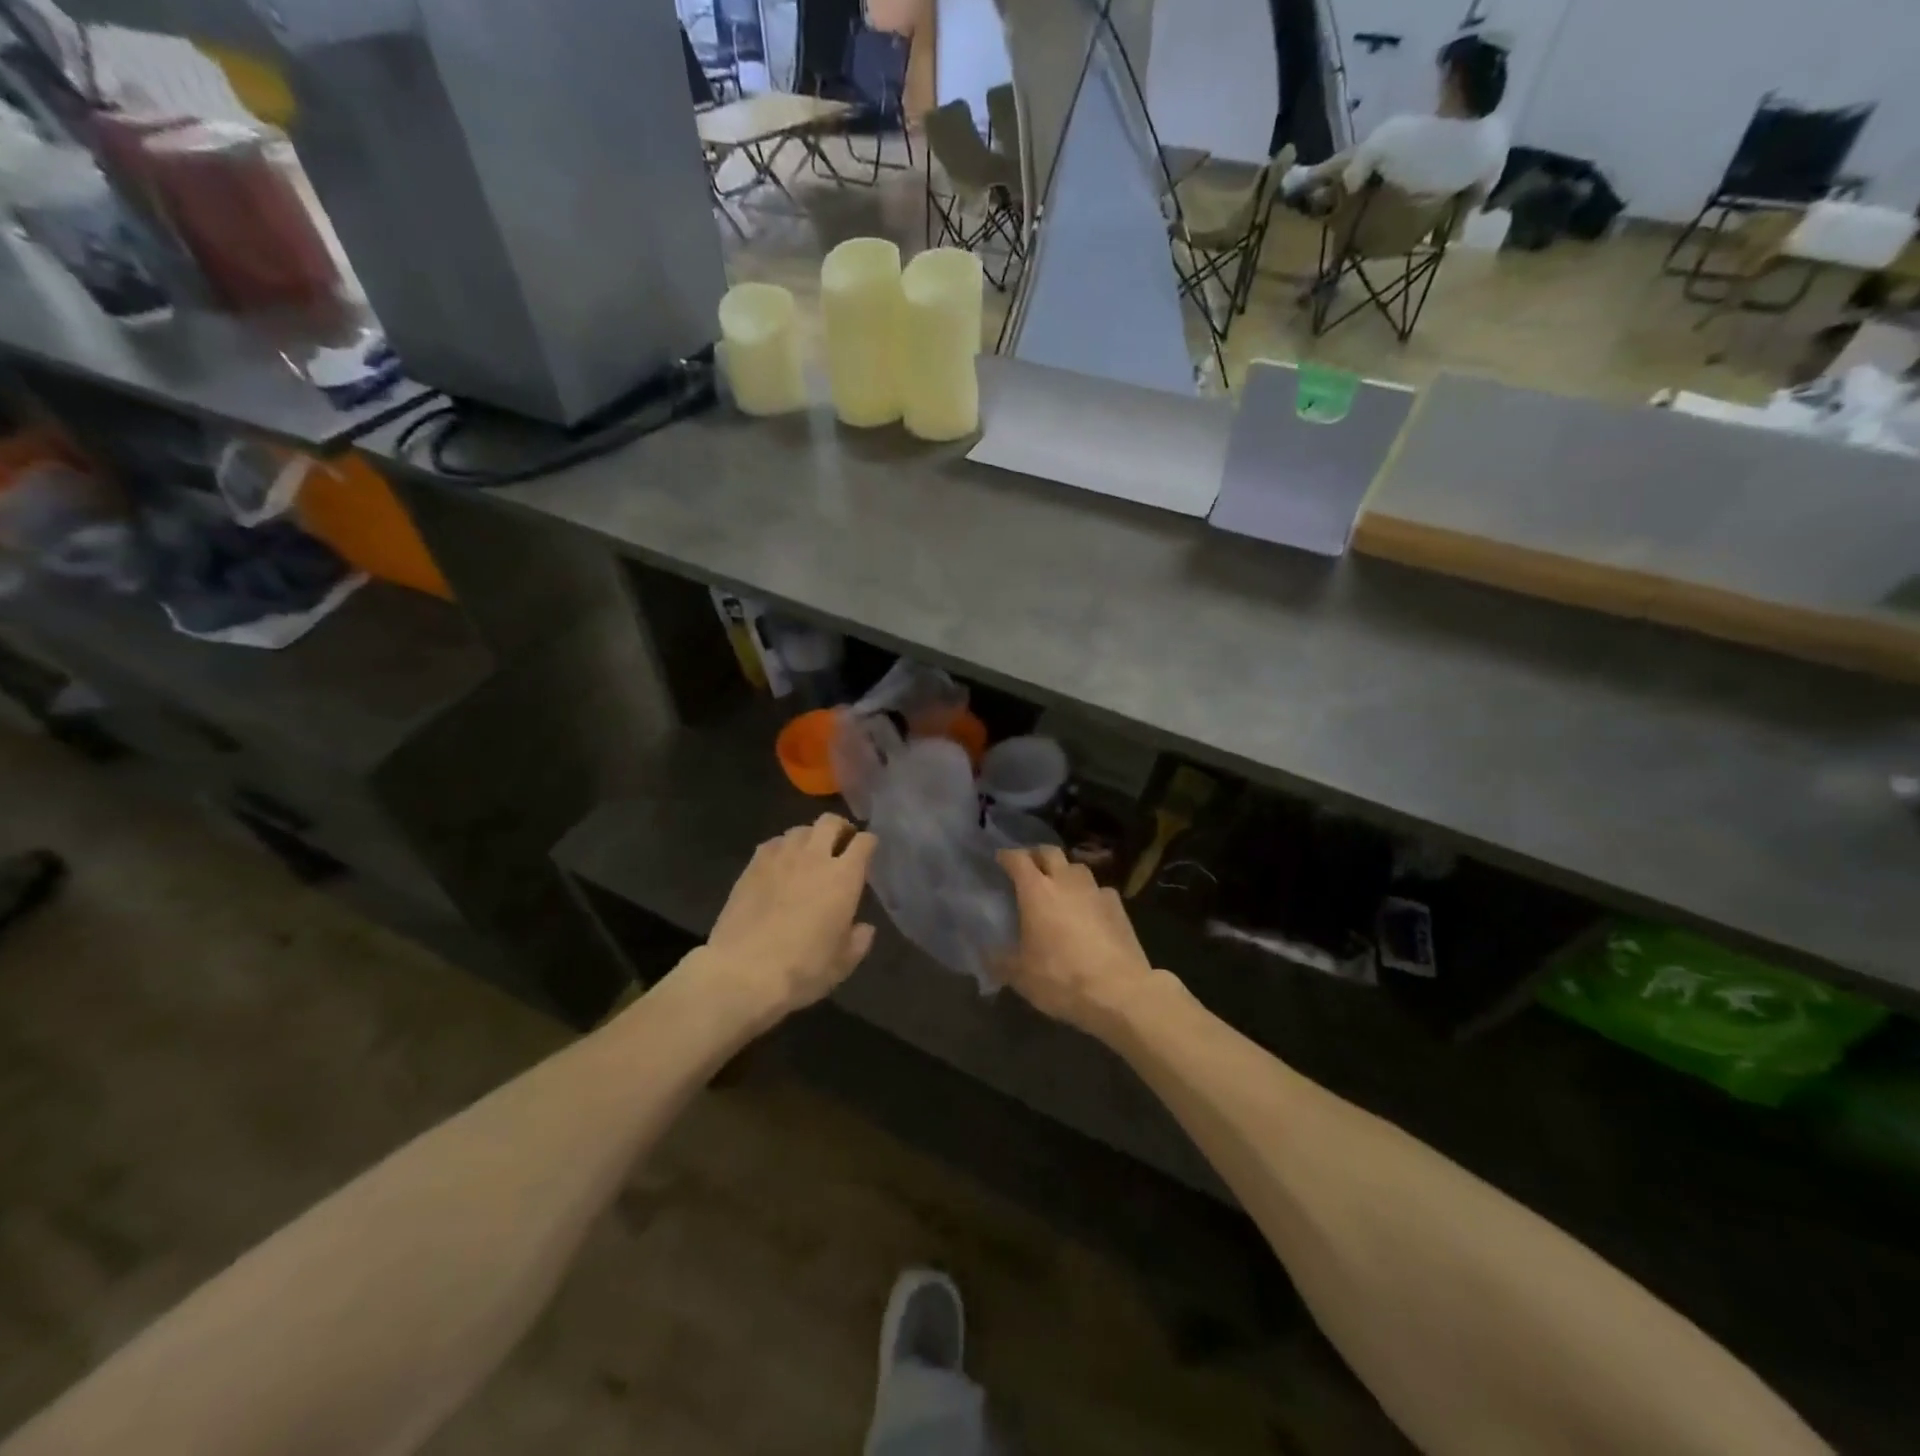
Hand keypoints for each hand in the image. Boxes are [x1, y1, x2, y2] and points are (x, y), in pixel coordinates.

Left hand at [697, 814, 878, 1028]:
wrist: (743, 972)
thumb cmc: (802, 969)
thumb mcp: (842, 964)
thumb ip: (859, 941)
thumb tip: (864, 928)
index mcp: (844, 877)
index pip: (864, 841)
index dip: (869, 844)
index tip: (868, 853)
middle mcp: (814, 857)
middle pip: (831, 822)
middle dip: (840, 828)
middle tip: (841, 845)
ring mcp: (780, 857)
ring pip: (800, 829)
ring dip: (810, 837)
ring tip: (809, 854)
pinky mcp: (753, 865)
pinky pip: (773, 843)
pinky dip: (782, 848)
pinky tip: (780, 865)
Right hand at [998, 846, 1159, 1037]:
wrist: (1119, 991)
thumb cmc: (1061, 978)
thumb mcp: (1021, 976)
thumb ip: (1000, 961)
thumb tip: (985, 954)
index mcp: (1037, 891)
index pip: (1018, 859)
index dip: (1007, 856)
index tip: (1000, 859)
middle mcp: (1066, 882)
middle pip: (1050, 852)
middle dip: (1037, 855)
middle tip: (1029, 868)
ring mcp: (1096, 891)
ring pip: (1077, 867)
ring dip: (1065, 871)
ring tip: (1059, 887)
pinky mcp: (1118, 906)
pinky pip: (1099, 890)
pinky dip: (1089, 894)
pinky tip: (1088, 910)